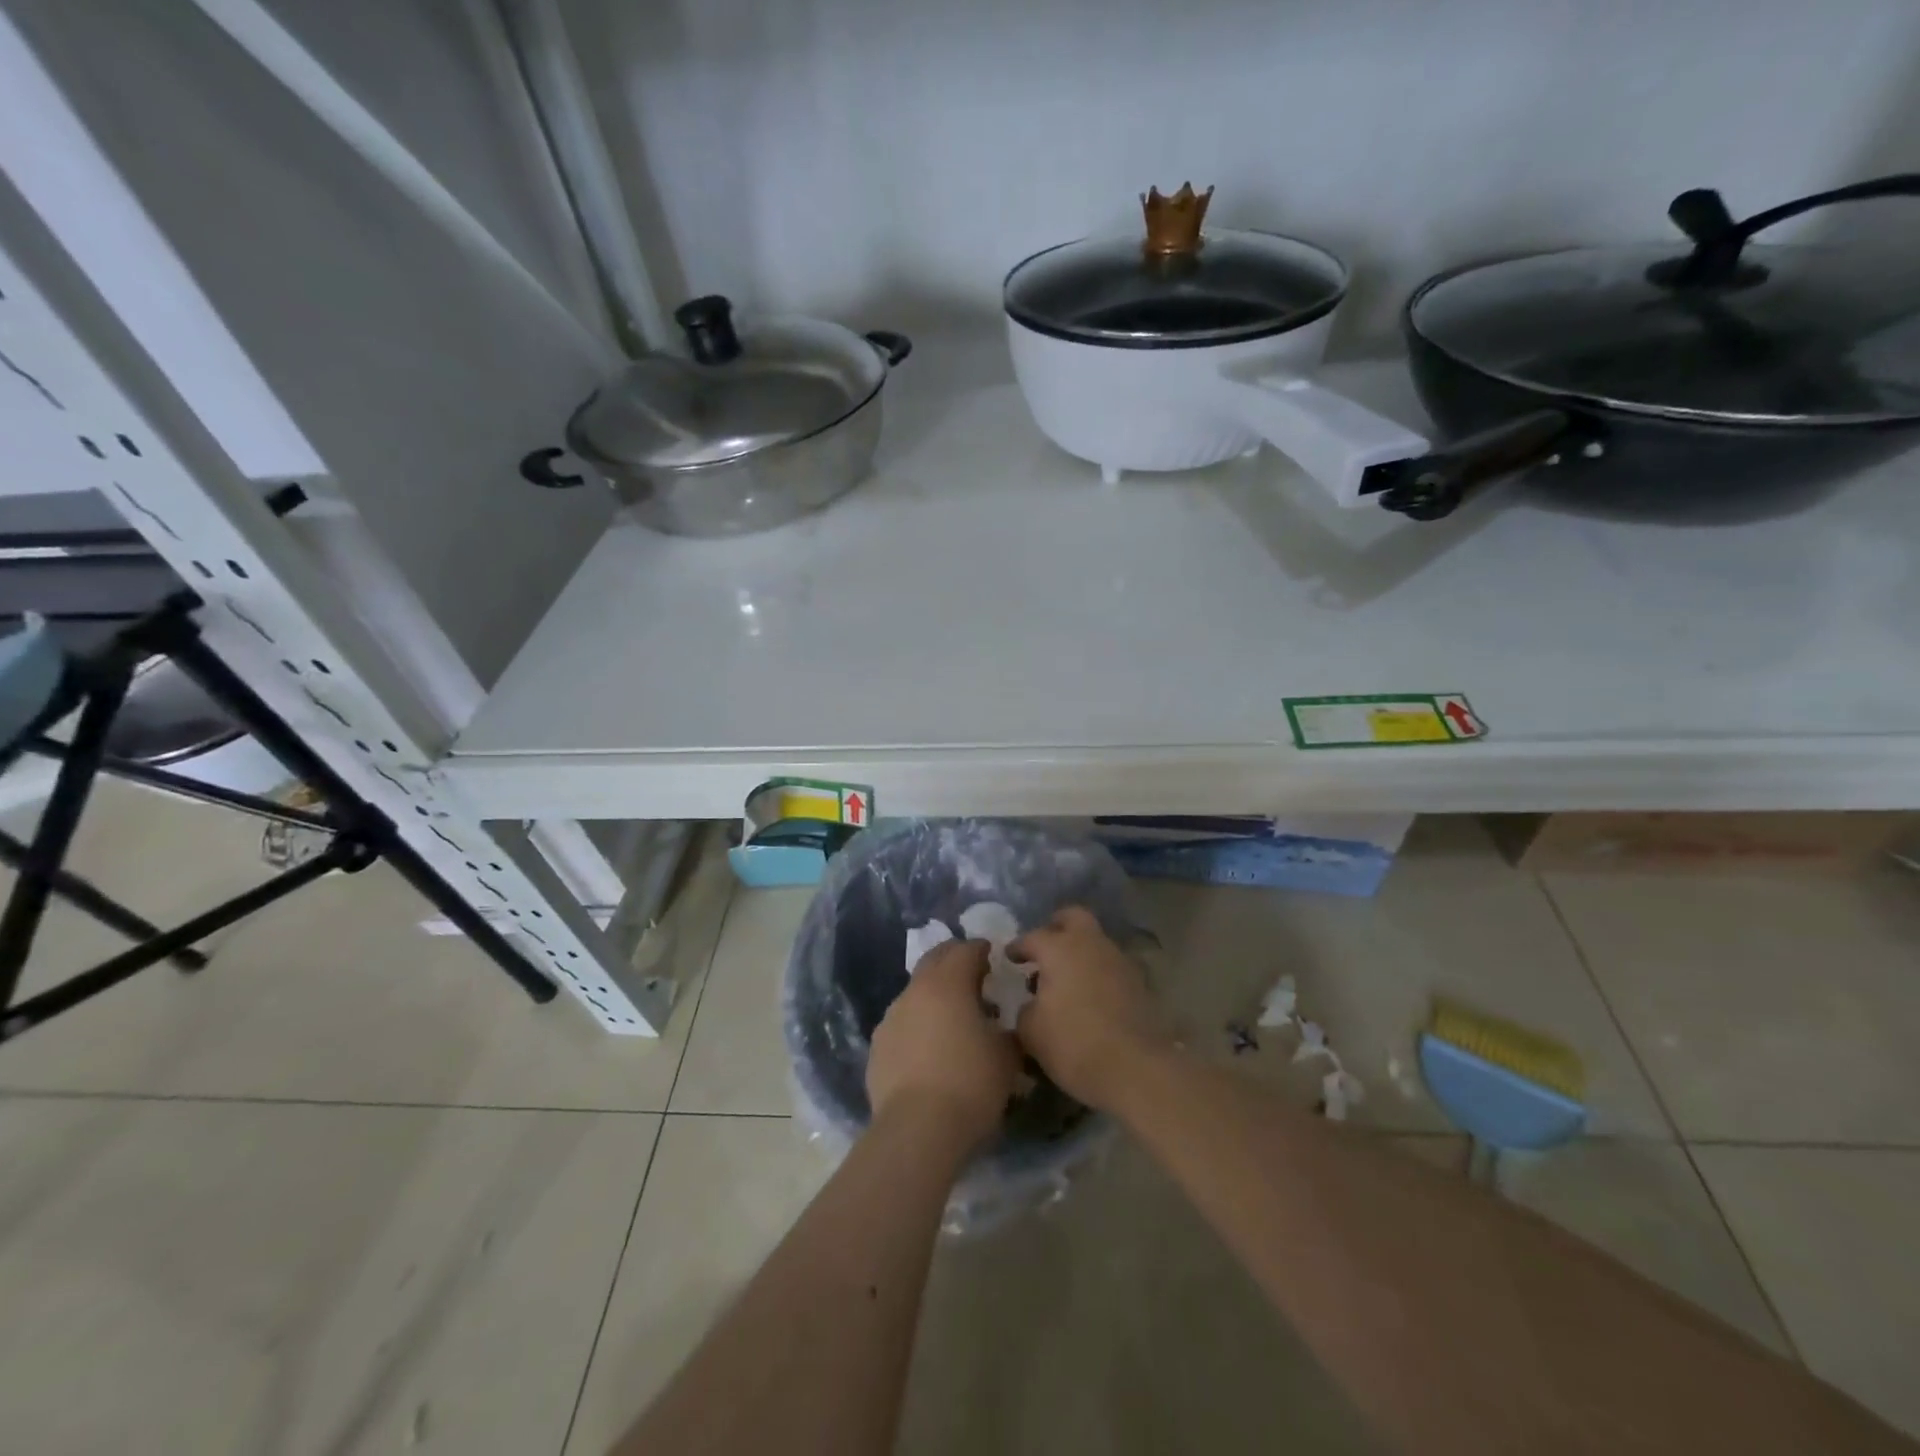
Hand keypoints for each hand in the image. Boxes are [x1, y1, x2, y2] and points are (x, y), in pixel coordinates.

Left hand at [867, 938, 1021, 1150]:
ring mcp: (891, 1017)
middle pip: (935, 960)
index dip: (981, 950)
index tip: (992, 957)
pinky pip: (902, 1023)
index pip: (966, 950)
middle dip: (954, 961)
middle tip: (973, 975)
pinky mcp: (877, 1046)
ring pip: (915, 992)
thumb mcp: (1006, 1058)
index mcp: (948, 983)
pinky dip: (918, 1024)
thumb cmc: (970, 1084)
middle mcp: (915, 991)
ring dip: (934, 995)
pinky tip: (929, 1049)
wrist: (917, 1130)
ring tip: (952, 1019)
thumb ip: (1006, 1033)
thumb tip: (1001, 1029)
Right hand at [1011, 906, 1168, 1110]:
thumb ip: (1025, 1009)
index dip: (1018, 947)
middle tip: (1044, 948)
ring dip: (1080, 952)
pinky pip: (1111, 966)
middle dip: (1056, 926)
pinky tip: (1089, 997)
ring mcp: (1119, 960)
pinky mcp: (1139, 982)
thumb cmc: (1073, 1044)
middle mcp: (1091, 944)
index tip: (1009, 957)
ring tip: (1066, 980)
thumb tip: (1031, 1003)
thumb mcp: (1031, 1032)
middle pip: (1074, 917)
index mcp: (1059, 948)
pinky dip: (1097, 973)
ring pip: (1095, 942)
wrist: (1136, 1068)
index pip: (1032, 937)